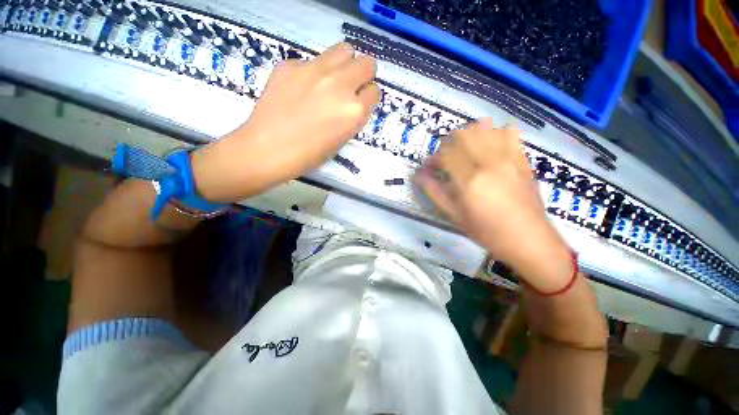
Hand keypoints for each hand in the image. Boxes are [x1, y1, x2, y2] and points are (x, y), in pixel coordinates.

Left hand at [191, 43, 379, 202]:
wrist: (267, 150)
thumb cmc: (308, 156)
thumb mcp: (341, 140)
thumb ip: (352, 117)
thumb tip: (353, 101)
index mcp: (354, 111)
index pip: (374, 91)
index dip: (367, 97)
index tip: (359, 102)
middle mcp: (340, 85)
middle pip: (367, 64)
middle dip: (362, 75)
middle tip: (350, 87)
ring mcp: (315, 70)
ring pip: (344, 50)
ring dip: (344, 64)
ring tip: (331, 80)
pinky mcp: (291, 64)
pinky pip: (312, 60)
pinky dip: (313, 72)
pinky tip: (300, 88)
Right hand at [413, 119, 573, 291]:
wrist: (527, 238)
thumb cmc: (485, 230)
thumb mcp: (453, 214)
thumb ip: (433, 191)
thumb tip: (417, 175)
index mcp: (469, 179)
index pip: (445, 153)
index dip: (433, 158)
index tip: (429, 166)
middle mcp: (488, 162)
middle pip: (463, 134)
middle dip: (448, 143)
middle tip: (445, 158)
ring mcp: (508, 158)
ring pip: (485, 128)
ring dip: (469, 135)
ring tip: (465, 150)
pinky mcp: (522, 159)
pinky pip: (509, 133)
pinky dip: (495, 133)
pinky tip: (490, 147)